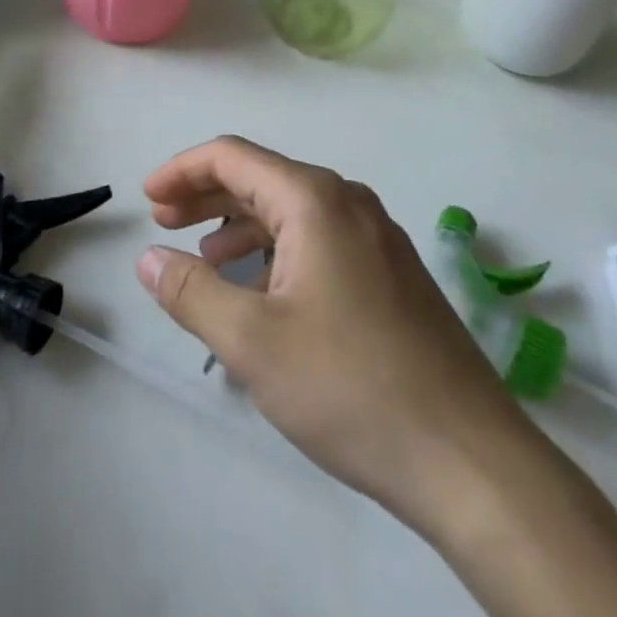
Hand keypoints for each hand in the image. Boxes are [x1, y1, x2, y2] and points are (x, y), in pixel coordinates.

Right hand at [137, 136, 527, 516]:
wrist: (471, 460)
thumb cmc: (350, 387)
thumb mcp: (252, 342)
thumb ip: (191, 291)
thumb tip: (147, 258)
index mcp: (314, 199)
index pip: (231, 157)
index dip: (181, 170)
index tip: (145, 197)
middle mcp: (347, 202)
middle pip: (261, 178)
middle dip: (205, 195)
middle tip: (162, 222)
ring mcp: (376, 236)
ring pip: (290, 211)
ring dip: (239, 225)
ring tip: (204, 258)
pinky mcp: (390, 271)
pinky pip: (318, 239)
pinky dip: (276, 250)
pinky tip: (261, 289)